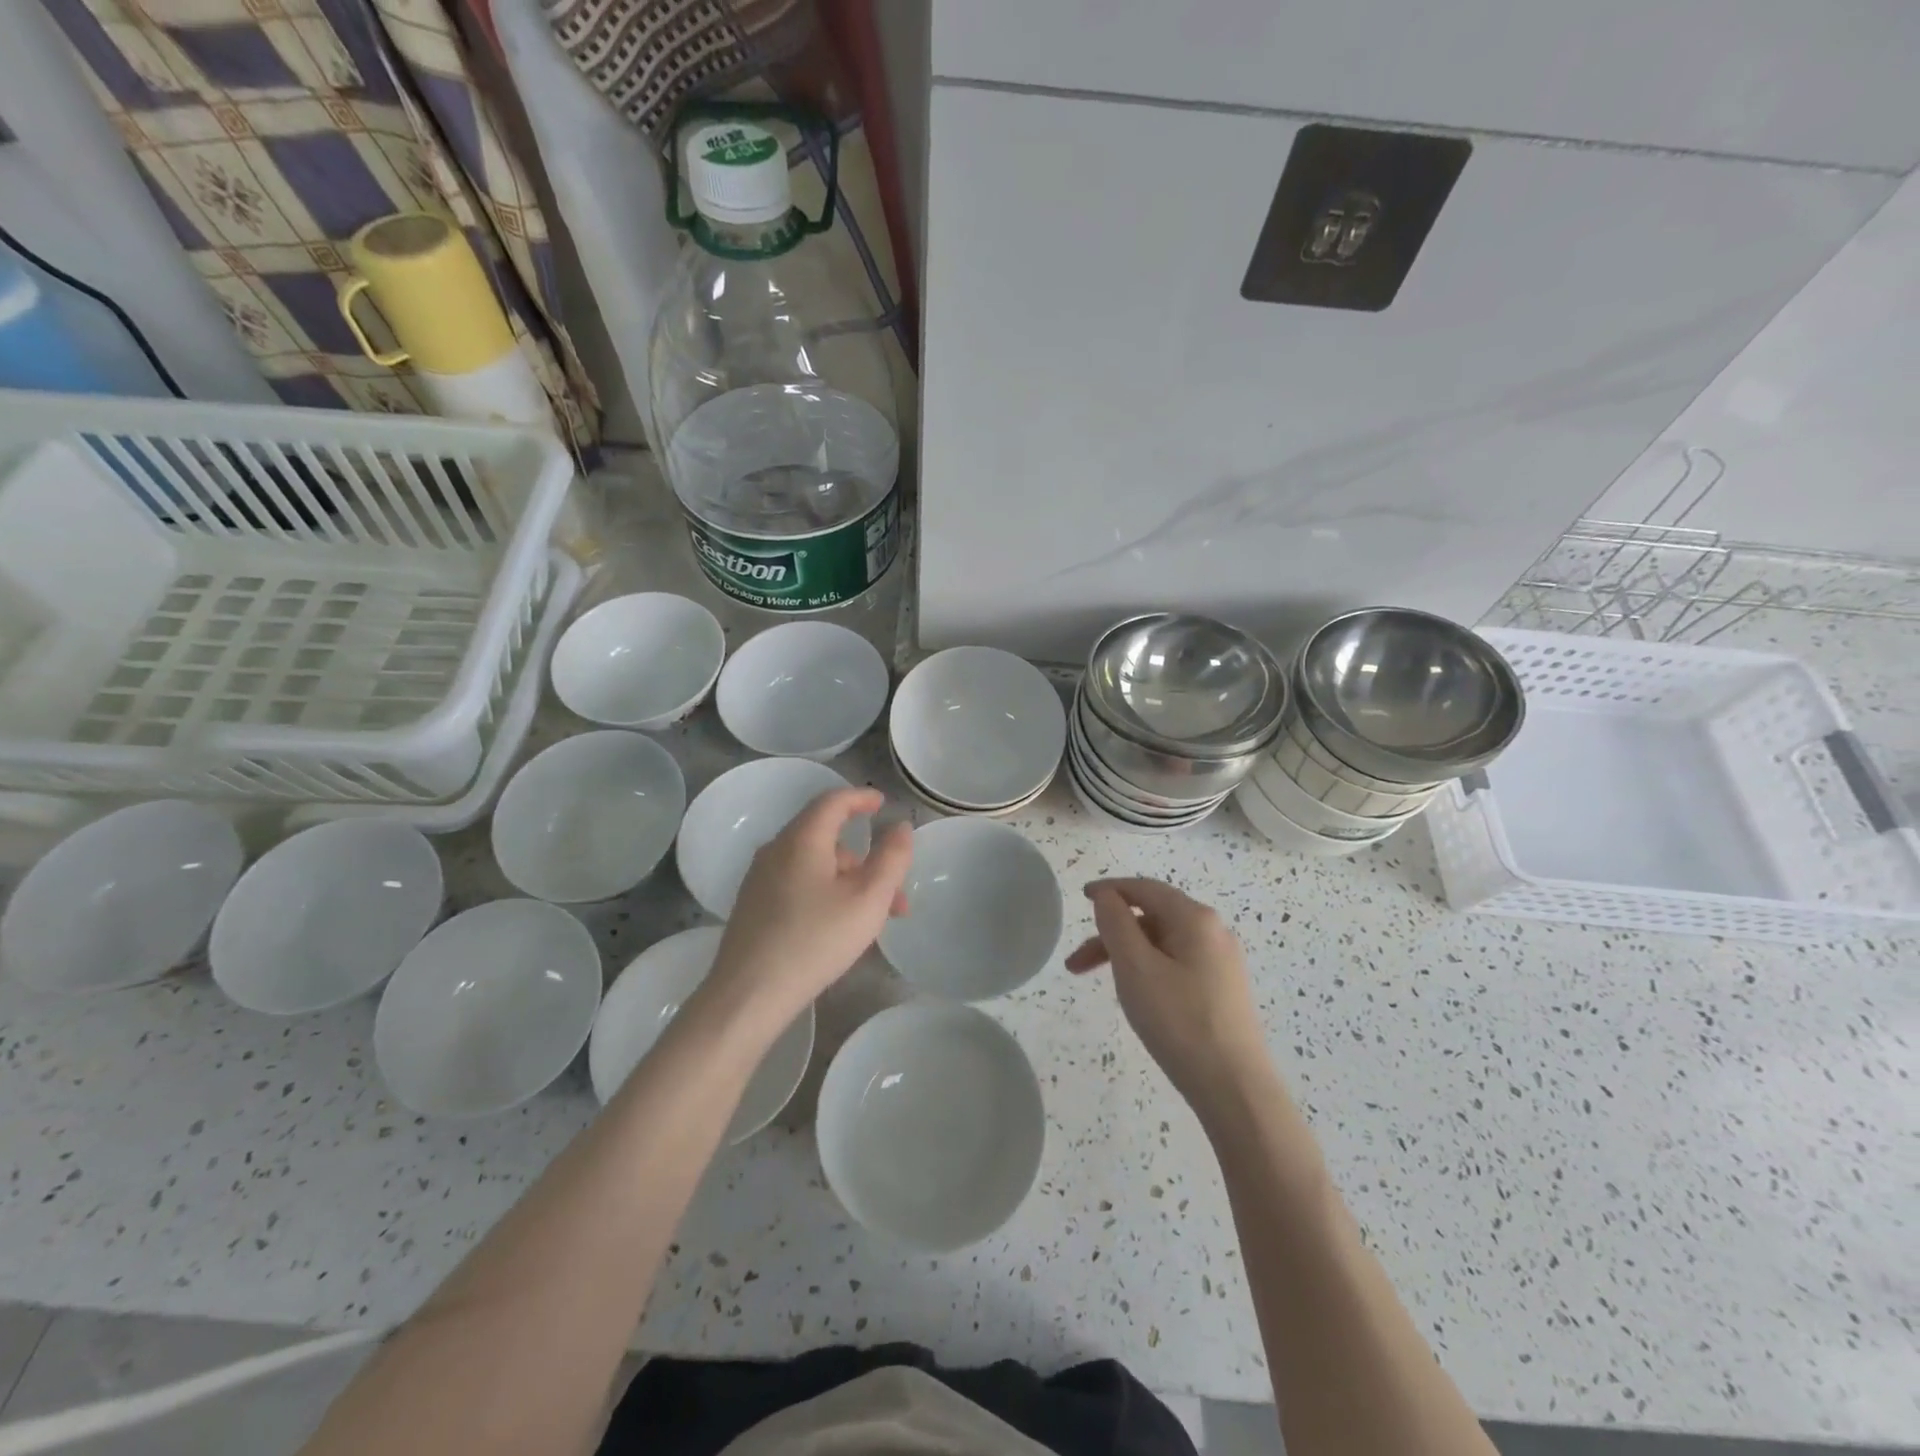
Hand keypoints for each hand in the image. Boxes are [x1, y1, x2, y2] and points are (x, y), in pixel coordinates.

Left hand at [703, 787, 911, 1031]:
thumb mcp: (869, 899)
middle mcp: (776, 850)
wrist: (749, 994)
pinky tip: (839, 926)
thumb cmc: (816, 940)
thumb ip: (891, 858)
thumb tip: (899, 826)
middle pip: (826, 837)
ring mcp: (759, 879)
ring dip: (849, 881)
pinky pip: (798, 883)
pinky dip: (826, 892)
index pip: (833, 801)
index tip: (882, 803)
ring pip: (814, 865)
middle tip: (894, 890)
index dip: (861, 798)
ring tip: (873, 921)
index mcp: (802, 839)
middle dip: (865, 858)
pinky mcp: (753, 906)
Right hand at [1066, 877, 1271, 1110]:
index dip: (1110, 890)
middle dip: (1111, 934)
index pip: (1145, 889)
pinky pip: (1177, 964)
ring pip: (1163, 943)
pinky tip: (1137, 996)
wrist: (1235, 1089)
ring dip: (1126, 955)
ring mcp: (1222, 961)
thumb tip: (1107, 896)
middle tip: (1076, 964)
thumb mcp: (1135, 968)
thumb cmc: (1179, 1021)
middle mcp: (1214, 932)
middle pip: (1152, 917)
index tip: (1081, 898)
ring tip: (1101, 986)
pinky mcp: (1223, 989)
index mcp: (1195, 918)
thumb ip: (1115, 923)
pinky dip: (1148, 969)